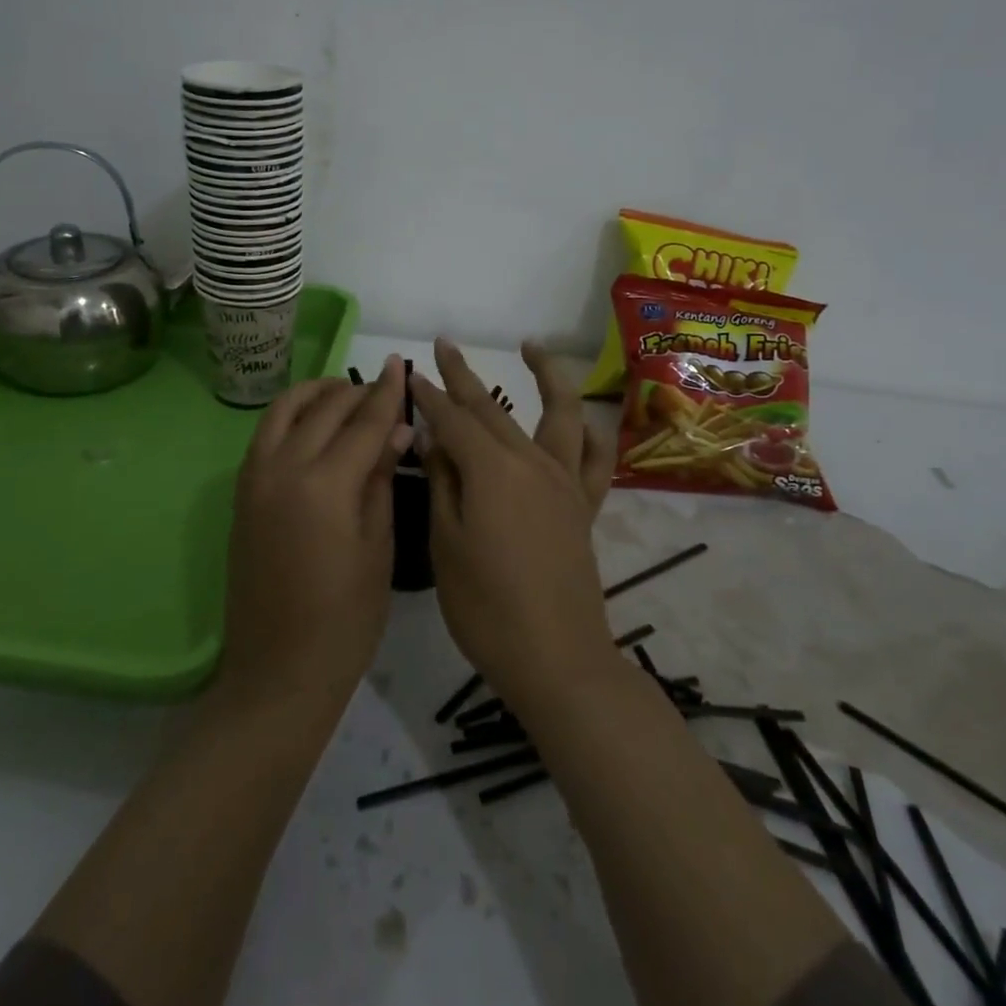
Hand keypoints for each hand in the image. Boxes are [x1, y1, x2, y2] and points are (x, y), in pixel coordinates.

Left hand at [218, 355, 411, 704]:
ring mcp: (254, 479)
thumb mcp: (378, 546)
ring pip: (284, 411)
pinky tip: (312, 424)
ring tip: (344, 394)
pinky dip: (291, 416)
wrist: (278, 671)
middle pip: (324, 409)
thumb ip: (381, 480)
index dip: (386, 392)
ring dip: (316, 394)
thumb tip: (397, 430)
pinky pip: (266, 435)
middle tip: (384, 387)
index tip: (401, 364)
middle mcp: (283, 469)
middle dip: (357, 391)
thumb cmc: (345, 619)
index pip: (363, 422)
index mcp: (324, 485)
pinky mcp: (241, 494)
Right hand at [413, 340, 616, 712]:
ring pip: (558, 413)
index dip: (428, 396)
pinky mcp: (584, 506)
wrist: (556, 659)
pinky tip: (584, 421)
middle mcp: (532, 462)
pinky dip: (592, 434)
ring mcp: (564, 482)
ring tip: (532, 347)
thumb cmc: (486, 607)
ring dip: (546, 375)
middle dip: (463, 376)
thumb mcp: (446, 543)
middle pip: (492, 408)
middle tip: (444, 346)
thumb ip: (441, 482)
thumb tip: (430, 437)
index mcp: (491, 469)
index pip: (452, 419)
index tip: (409, 374)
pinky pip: (596, 460)